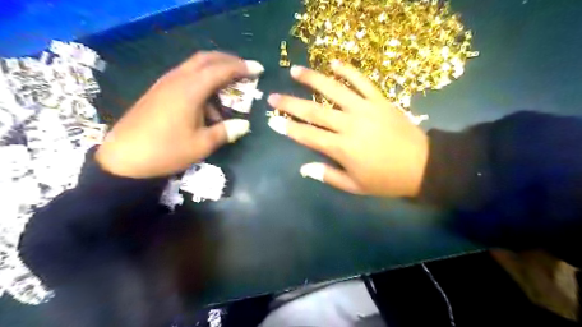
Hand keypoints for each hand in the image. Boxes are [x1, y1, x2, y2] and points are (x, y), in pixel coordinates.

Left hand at [97, 51, 264, 177]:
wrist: (123, 159)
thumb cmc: (166, 151)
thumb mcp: (201, 145)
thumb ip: (225, 132)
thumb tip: (245, 125)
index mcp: (189, 90)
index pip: (220, 70)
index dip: (241, 68)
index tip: (258, 69)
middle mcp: (177, 80)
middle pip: (205, 59)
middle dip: (228, 61)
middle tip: (244, 70)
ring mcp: (165, 85)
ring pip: (194, 68)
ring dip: (214, 73)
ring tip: (227, 93)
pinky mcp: (158, 92)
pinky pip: (185, 79)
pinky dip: (201, 84)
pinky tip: (206, 106)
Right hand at [267, 61, 425, 197]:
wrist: (422, 165)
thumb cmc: (386, 180)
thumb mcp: (355, 186)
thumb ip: (328, 176)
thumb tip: (304, 168)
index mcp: (342, 148)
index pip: (308, 136)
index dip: (289, 128)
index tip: (273, 121)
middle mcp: (349, 125)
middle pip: (314, 111)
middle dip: (291, 104)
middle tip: (273, 96)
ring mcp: (365, 109)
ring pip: (334, 90)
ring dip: (313, 79)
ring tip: (295, 70)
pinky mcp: (379, 100)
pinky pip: (362, 81)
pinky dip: (348, 70)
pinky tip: (334, 62)